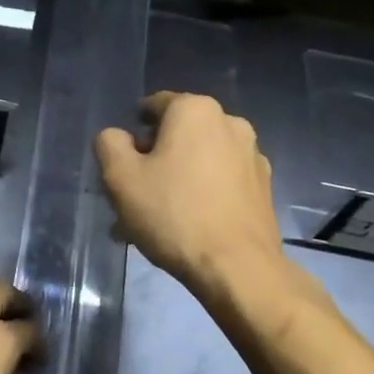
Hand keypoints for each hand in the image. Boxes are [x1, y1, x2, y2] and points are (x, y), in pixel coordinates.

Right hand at [94, 92, 283, 291]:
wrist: (238, 268)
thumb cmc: (173, 214)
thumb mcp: (120, 177)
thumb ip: (109, 144)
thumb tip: (118, 136)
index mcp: (195, 110)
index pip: (153, 106)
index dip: (133, 133)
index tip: (123, 164)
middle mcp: (229, 122)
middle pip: (178, 134)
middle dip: (155, 159)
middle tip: (135, 196)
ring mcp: (252, 154)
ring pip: (199, 160)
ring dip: (177, 179)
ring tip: (157, 220)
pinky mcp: (263, 186)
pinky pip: (221, 181)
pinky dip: (202, 194)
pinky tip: (187, 227)